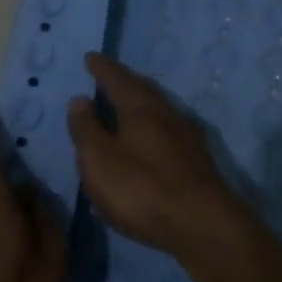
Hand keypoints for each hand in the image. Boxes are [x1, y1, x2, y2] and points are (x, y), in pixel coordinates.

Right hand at [65, 52, 251, 261]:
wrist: (202, 224)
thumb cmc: (142, 188)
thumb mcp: (99, 159)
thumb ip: (86, 128)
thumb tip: (80, 99)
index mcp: (140, 108)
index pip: (117, 79)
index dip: (102, 68)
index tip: (91, 57)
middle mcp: (166, 114)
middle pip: (143, 90)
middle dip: (124, 81)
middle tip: (109, 75)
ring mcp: (186, 136)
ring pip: (158, 109)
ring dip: (140, 103)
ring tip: (125, 105)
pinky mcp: (196, 161)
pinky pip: (167, 130)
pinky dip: (152, 126)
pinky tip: (148, 140)